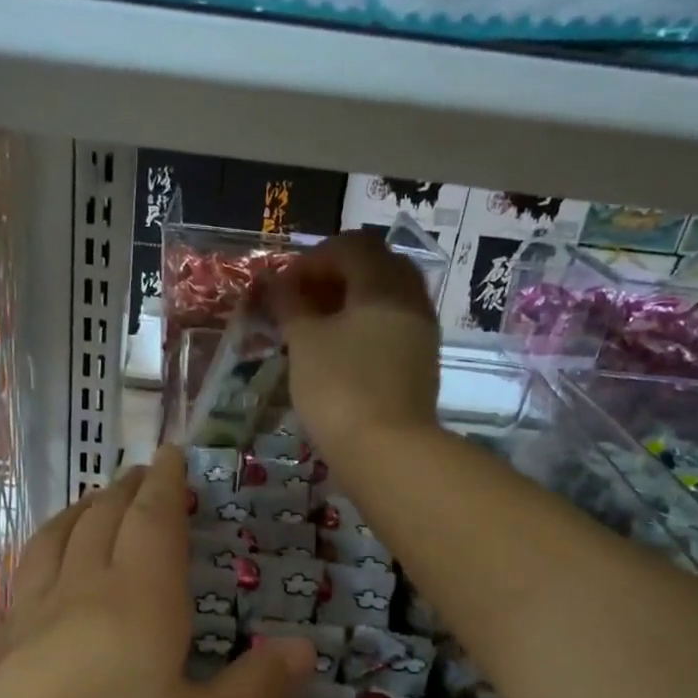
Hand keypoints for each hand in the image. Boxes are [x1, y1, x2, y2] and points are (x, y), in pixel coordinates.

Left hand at [0, 449, 315, 697]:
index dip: (167, 484)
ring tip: (93, 504)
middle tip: (141, 473)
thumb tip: (303, 646)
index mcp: (140, 599)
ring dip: (79, 512)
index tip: (172, 455)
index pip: (154, 520)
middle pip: (102, 520)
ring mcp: (32, 621)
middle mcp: (83, 593)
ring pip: (56, 541)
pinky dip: (45, 551)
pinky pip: (27, 578)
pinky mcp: (0, 654)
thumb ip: (256, 688)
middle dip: (126, 490)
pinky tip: (46, 574)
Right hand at [268, 230, 440, 460]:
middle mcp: (411, 297)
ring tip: (315, 331)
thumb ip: (289, 305)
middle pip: (373, 267)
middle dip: (334, 278)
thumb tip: (276, 284)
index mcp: (384, 281)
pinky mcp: (421, 363)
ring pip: (384, 299)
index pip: (350, 246)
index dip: (311, 260)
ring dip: (349, 304)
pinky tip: (339, 354)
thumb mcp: (304, 342)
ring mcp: (421, 331)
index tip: (283, 288)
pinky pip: (391, 328)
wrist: (387, 451)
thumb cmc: (339, 388)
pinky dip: (364, 329)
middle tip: (301, 303)